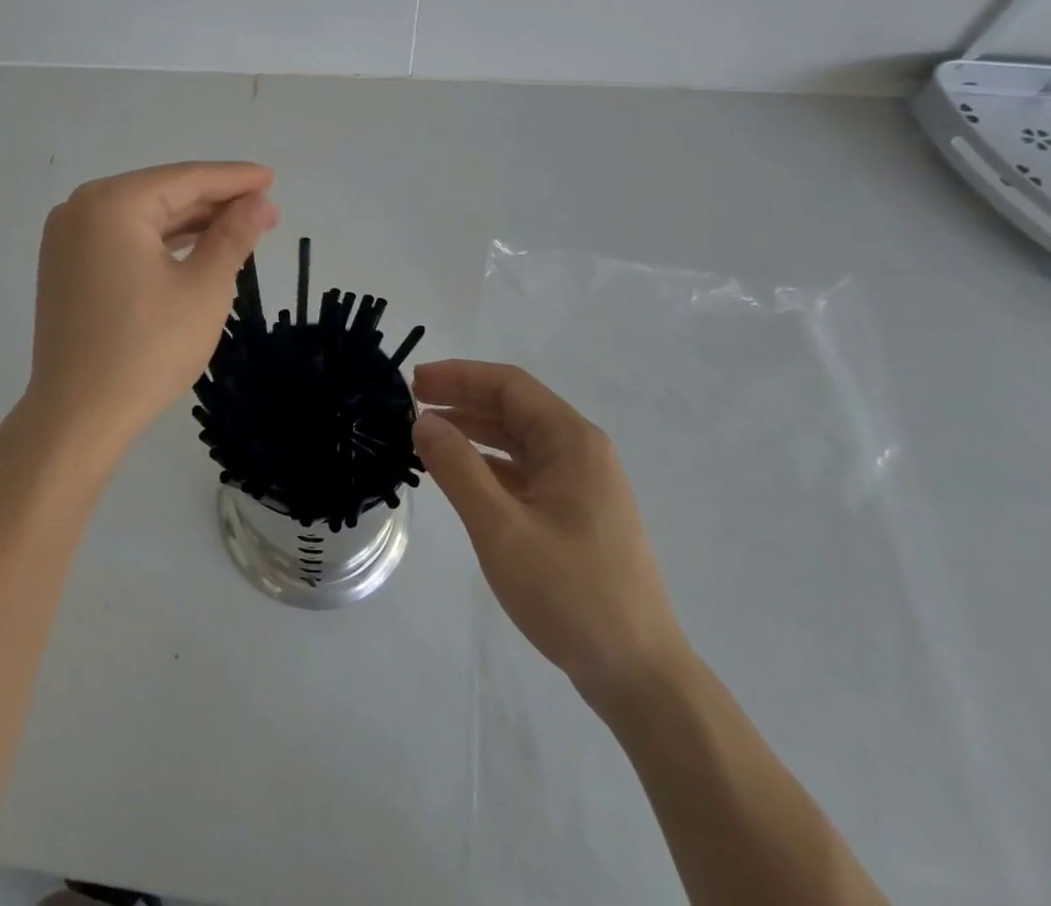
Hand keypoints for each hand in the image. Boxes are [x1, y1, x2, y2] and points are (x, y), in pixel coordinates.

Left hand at [20, 162, 277, 455]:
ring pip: (143, 218)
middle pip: (162, 194)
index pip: (186, 179)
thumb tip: (261, 203)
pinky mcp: (66, 267)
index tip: (272, 178)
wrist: (78, 416)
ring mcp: (68, 239)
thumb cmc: (148, 348)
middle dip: (215, 202)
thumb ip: (233, 236)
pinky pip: (123, 240)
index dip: (234, 179)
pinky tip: (195, 247)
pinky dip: (161, 242)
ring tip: (239, 227)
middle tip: (265, 209)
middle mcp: (81, 208)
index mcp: (112, 203)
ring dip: (190, 222)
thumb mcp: (204, 288)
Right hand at [412, 360, 689, 715]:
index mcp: (572, 442)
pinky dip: (488, 463)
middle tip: (411, 405)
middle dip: (462, 399)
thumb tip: (423, 421)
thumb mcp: (502, 529)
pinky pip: (524, 470)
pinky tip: (459, 474)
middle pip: (514, 407)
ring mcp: (581, 484)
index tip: (414, 383)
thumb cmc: (570, 594)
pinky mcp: (575, 513)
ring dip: (473, 430)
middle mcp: (581, 451)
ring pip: (518, 439)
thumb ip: (458, 468)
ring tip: (425, 435)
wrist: (639, 675)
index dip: (459, 375)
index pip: (509, 385)